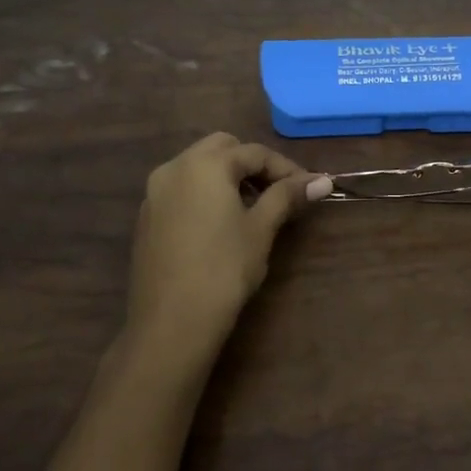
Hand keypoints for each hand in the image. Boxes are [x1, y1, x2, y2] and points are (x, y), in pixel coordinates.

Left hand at [125, 133, 332, 365]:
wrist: (172, 321)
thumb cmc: (224, 269)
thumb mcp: (261, 228)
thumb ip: (287, 196)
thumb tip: (323, 180)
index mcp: (204, 164)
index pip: (254, 152)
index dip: (286, 168)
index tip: (309, 188)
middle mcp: (174, 168)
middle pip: (221, 149)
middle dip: (252, 165)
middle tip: (277, 193)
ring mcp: (155, 193)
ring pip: (198, 167)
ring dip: (228, 177)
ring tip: (253, 208)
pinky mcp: (147, 217)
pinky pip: (182, 190)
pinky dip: (205, 194)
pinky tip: (221, 224)